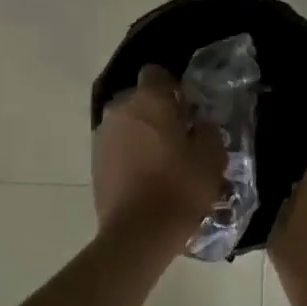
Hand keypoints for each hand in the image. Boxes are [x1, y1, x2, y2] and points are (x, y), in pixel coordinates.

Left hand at [92, 65, 226, 243]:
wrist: (138, 232)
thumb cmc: (180, 188)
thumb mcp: (212, 158)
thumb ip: (208, 131)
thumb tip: (200, 124)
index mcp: (149, 101)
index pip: (156, 72)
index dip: (173, 86)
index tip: (188, 107)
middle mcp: (120, 111)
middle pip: (139, 99)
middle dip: (157, 111)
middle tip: (179, 136)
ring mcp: (103, 137)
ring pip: (127, 124)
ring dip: (142, 134)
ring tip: (162, 161)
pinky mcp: (94, 163)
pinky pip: (117, 148)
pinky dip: (129, 155)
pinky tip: (146, 178)